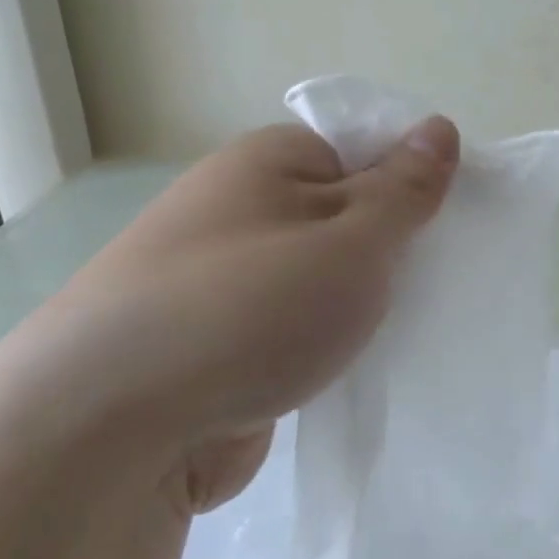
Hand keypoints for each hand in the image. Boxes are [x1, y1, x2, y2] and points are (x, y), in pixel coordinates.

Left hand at [14, 118, 458, 513]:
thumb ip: (403, 190)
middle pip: (342, 215)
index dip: (411, 184)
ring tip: (407, 329)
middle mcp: (239, 211)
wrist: (109, 431)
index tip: (448, 228)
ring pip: (320, 278)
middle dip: (390, 250)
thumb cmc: (250, 309)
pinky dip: (325, 344)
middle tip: (434, 284)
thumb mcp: (353, 241)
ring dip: (359, 303)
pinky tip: (356, 367)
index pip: (362, 151)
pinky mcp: (219, 346)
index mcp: (267, 163)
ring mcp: (223, 281)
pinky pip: (293, 329)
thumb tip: (439, 127)